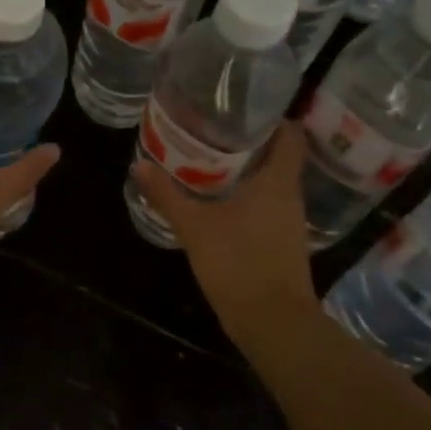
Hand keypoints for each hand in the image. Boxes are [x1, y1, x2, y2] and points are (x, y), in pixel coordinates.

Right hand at [135, 119, 316, 315]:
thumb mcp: (195, 226)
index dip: (275, 117)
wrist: (272, 322)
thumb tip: (139, 165)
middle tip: (216, 127)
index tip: (246, 106)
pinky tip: (221, 199)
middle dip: (252, 141)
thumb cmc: (239, 263)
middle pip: (280, 156)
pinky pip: (268, 206)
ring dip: (249, 170)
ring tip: (213, 158)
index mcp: (278, 182)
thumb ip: (167, 195)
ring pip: (273, 182)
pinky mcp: (282, 243)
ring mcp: (289, 222)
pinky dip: (249, 196)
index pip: (291, 135)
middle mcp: (290, 196)